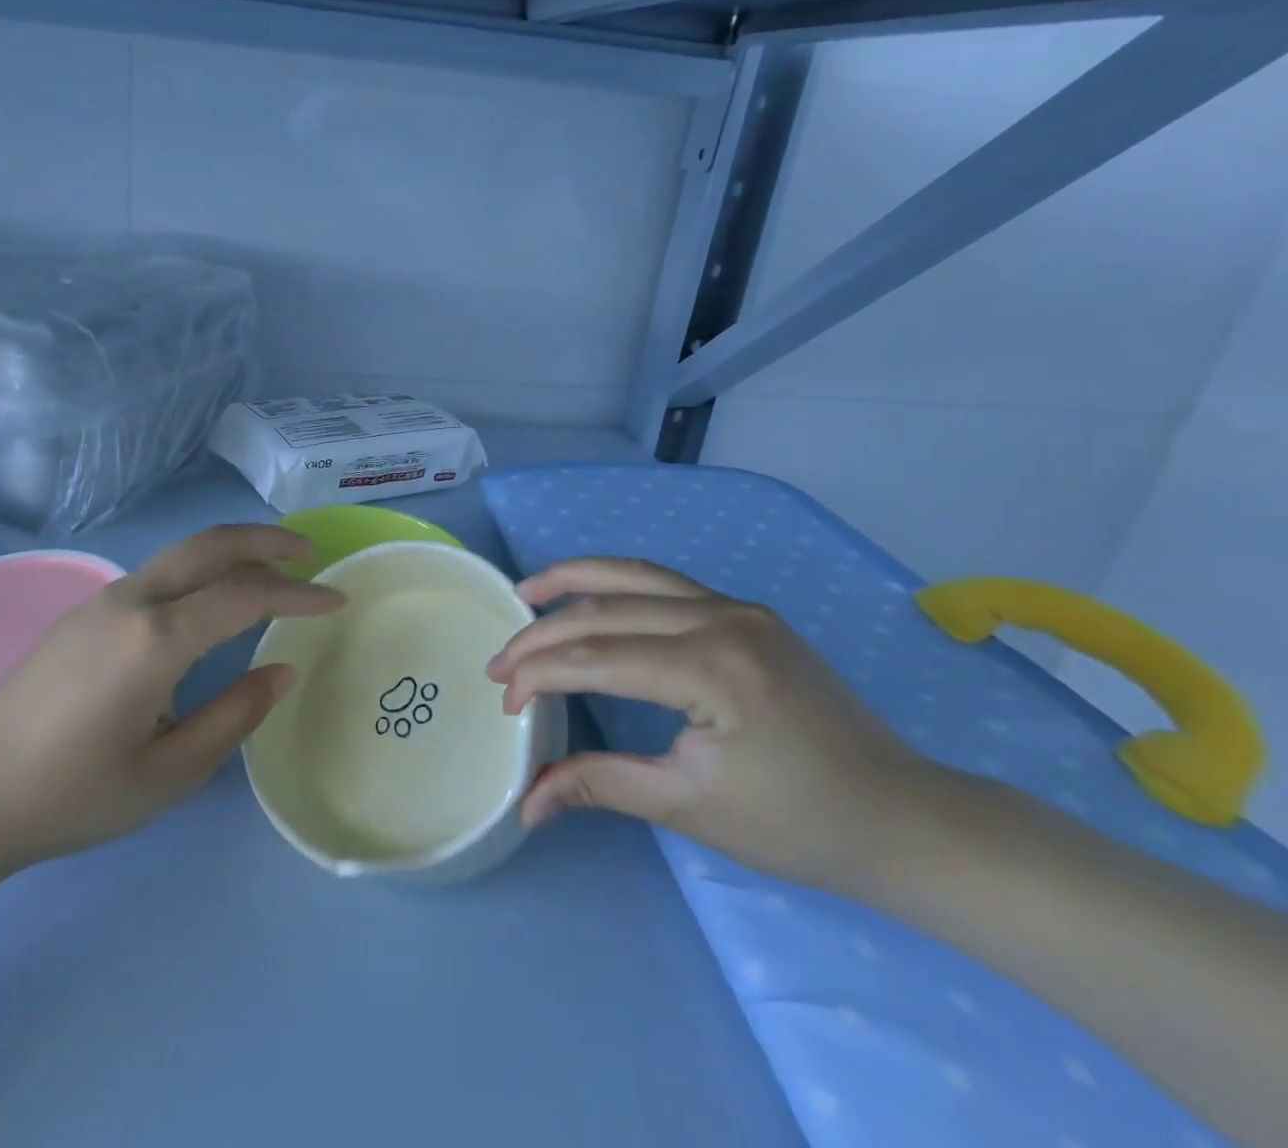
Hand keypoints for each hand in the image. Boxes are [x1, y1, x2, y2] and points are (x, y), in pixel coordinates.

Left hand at [0, 525, 341, 892]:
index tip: (336, 600)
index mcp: (155, 639)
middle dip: (267, 539)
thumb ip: (235, 716)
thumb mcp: (169, 773)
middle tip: (310, 552)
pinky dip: (203, 567)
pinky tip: (215, 597)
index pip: (245, 595)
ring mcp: (104, 598)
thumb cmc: (74, 793)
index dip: (297, 594)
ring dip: (234, 550)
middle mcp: (132, 600)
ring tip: (274, 569)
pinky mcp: (88, 609)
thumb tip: (283, 669)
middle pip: (211, 544)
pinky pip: (161, 571)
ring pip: (184, 552)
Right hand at [487, 557, 937, 892]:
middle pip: (605, 610)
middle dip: (542, 635)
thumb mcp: (688, 806)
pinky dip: (616, 583)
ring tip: (526, 592)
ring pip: (634, 576)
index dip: (540, 675)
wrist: (901, 816)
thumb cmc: (797, 823)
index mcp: (712, 667)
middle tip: (498, 664)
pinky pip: (665, 584)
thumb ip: (599, 784)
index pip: (598, 656)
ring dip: (573, 581)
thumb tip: (526, 802)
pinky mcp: (745, 611)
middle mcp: (722, 617)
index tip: (506, 703)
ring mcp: (737, 606)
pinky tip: (590, 594)